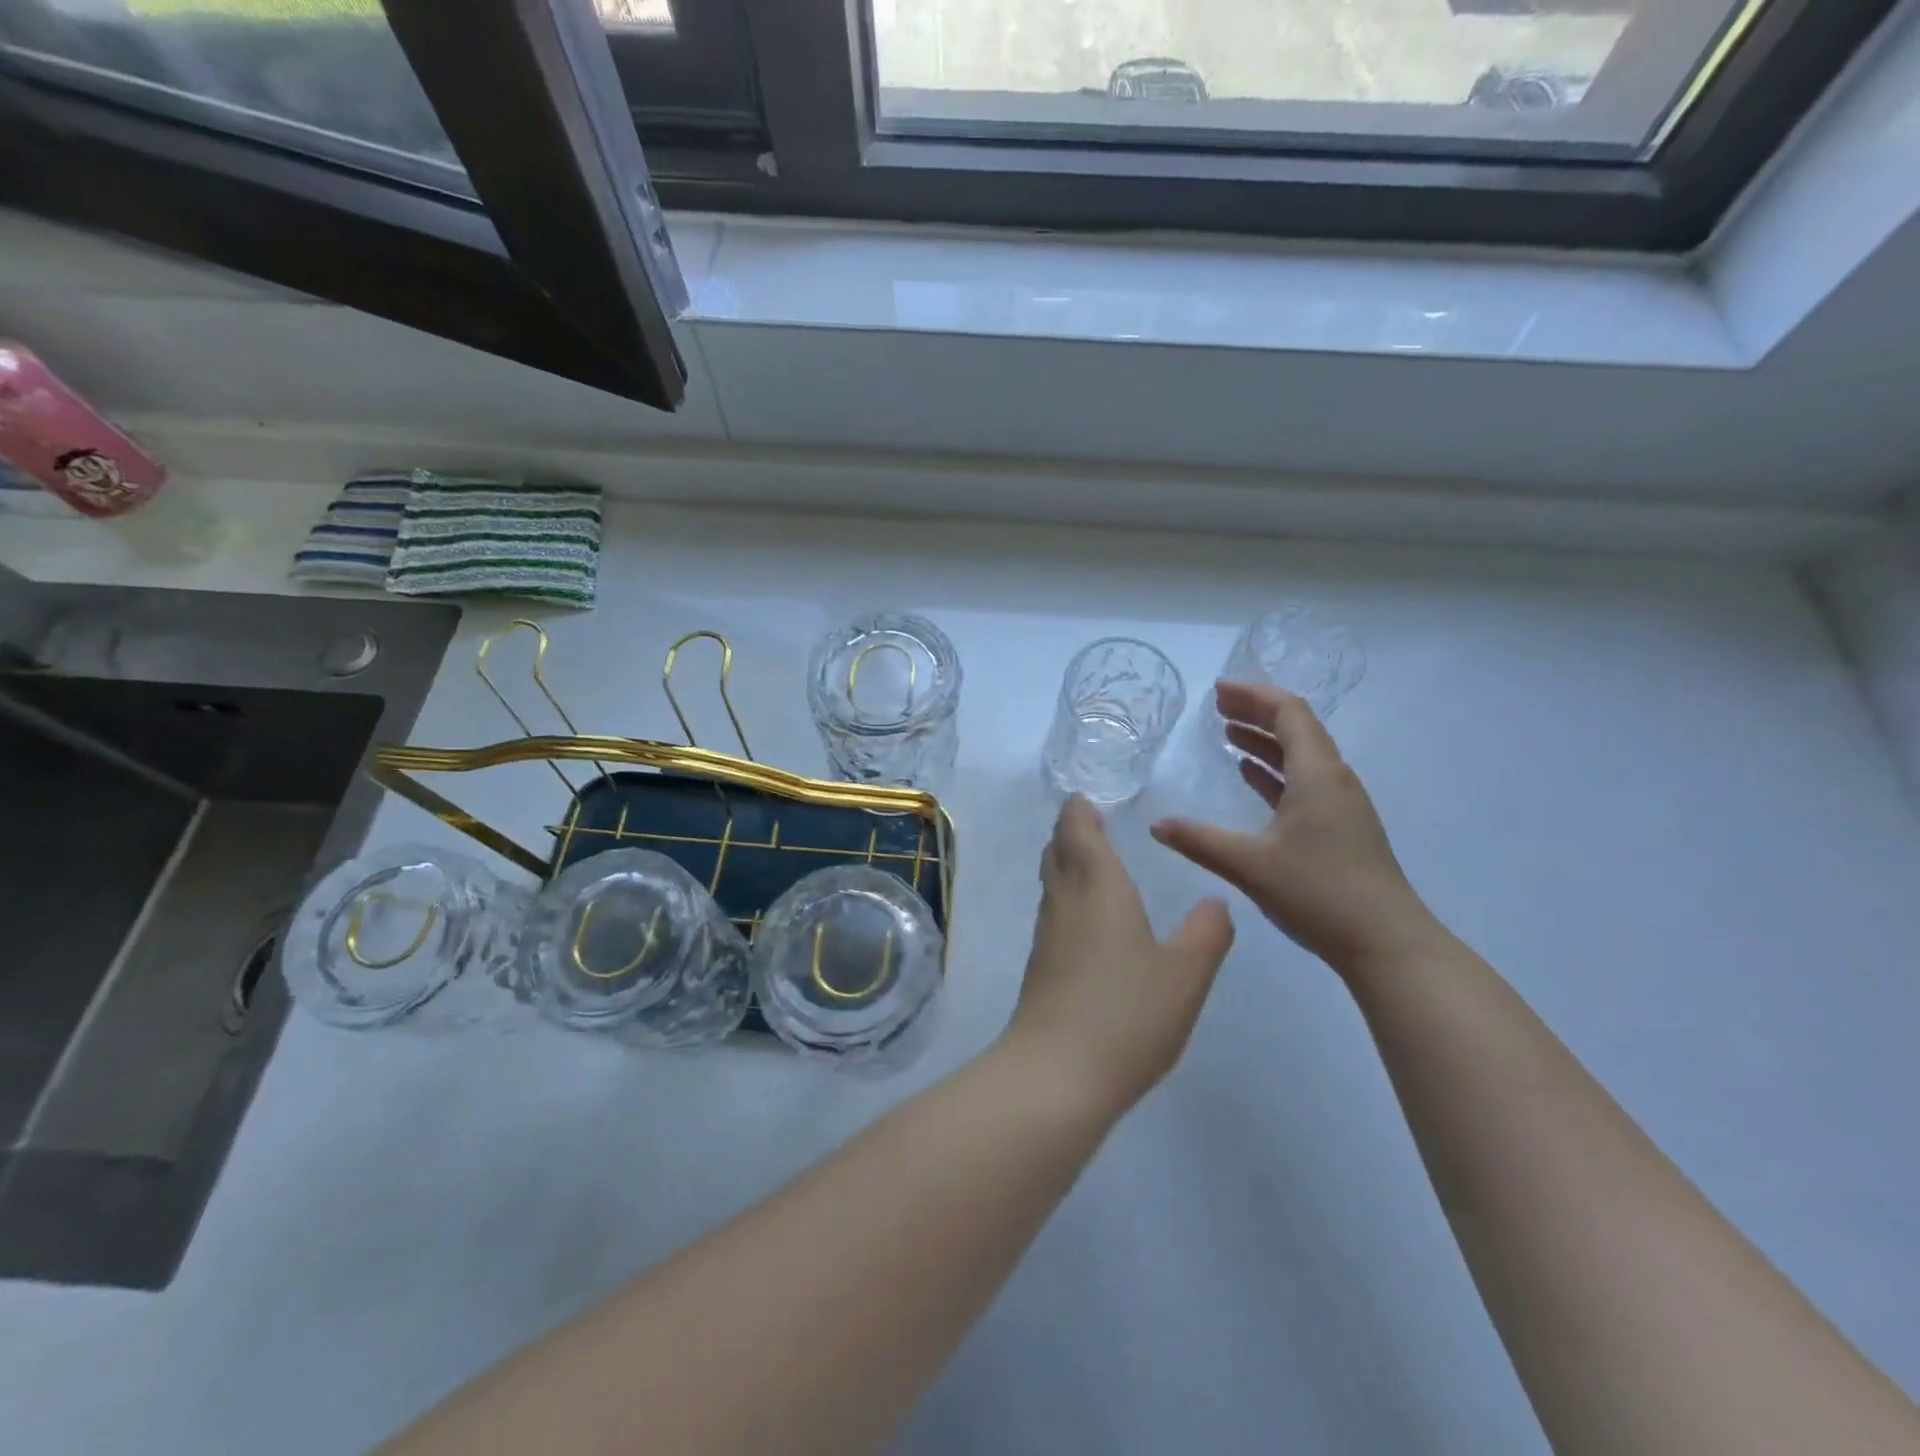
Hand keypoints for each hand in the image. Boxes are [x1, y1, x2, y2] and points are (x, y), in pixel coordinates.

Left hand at [1004, 796, 1234, 1116]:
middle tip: (1094, 823)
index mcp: (1097, 885)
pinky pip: (1055, 912)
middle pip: (1057, 849)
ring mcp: (1048, 933)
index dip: (1080, 809)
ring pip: (1052, 880)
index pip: (1076, 828)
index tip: (1090, 798)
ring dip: (1068, 863)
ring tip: (1095, 862)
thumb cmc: (1127, 1012)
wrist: (1058, 1072)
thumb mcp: (1185, 973)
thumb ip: (1206, 933)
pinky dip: (1069, 897)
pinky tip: (1091, 919)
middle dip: (1072, 831)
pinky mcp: (1041, 964)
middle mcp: (1065, 900)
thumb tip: (1215, 902)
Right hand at [1150, 681, 1439, 978]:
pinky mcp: (1341, 827)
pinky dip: (1275, 770)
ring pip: (1301, 755)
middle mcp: (1334, 779)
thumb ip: (1199, 841)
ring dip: (1265, 740)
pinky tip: (1251, 776)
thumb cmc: (1319, 893)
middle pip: (1297, 728)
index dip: (1253, 695)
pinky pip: (1304, 781)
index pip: (1288, 712)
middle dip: (1256, 711)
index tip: (1217, 690)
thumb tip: (1156, 824)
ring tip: (1228, 733)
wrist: (1386, 943)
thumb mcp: (1250, 865)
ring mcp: (1341, 804)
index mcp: (1317, 775)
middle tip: (1217, 706)